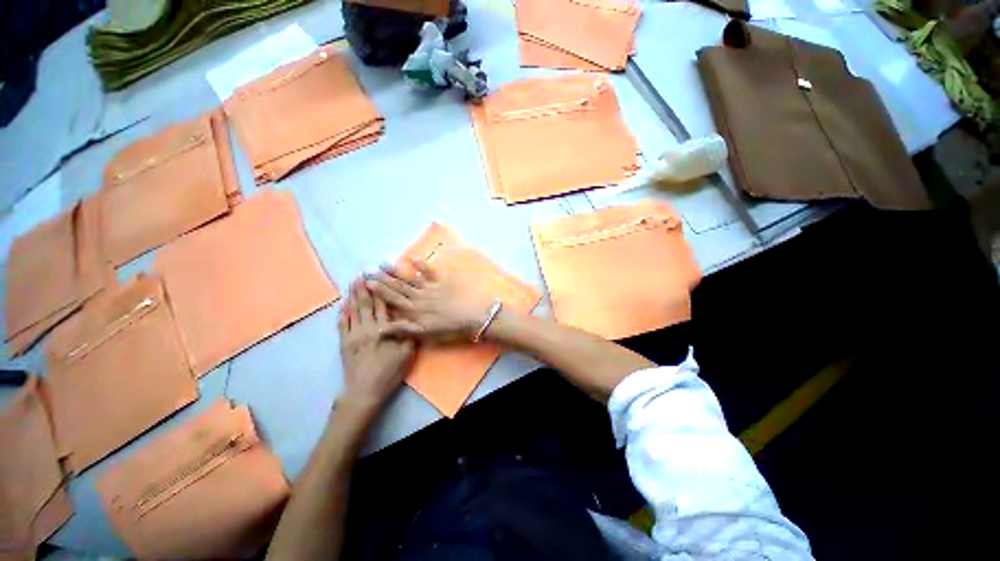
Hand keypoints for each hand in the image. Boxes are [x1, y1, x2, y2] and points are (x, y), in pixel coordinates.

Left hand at [338, 279, 414, 418]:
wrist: (364, 391)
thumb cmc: (389, 372)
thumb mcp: (406, 354)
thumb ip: (409, 335)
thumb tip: (412, 319)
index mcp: (384, 330)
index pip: (384, 306)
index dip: (382, 290)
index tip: (379, 277)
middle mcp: (368, 328)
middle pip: (366, 304)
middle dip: (365, 288)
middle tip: (362, 273)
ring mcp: (353, 335)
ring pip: (353, 311)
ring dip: (353, 295)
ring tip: (353, 282)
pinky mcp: (344, 343)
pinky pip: (341, 324)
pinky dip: (342, 312)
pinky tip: (342, 304)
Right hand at [366, 260, 494, 341]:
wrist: (475, 316)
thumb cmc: (453, 329)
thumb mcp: (428, 335)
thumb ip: (406, 330)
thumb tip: (383, 328)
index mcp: (415, 311)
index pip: (393, 299)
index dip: (379, 291)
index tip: (366, 283)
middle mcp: (419, 297)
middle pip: (398, 287)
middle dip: (382, 279)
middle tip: (368, 270)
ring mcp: (431, 288)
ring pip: (409, 278)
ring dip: (396, 271)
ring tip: (382, 264)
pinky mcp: (443, 281)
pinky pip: (430, 271)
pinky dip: (421, 263)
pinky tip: (412, 257)